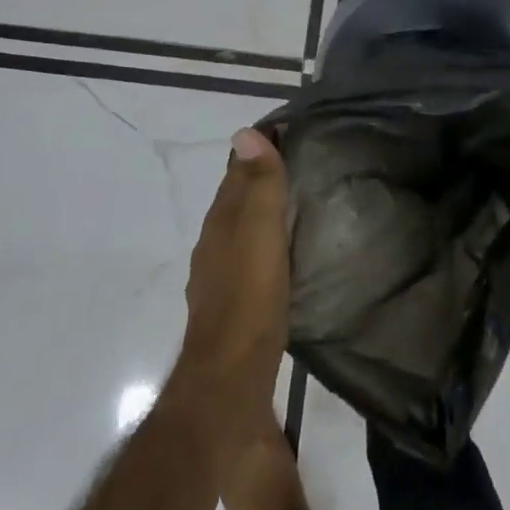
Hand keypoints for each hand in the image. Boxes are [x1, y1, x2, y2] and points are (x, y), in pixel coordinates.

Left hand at [169, 128, 290, 438]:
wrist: (230, 379)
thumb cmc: (250, 297)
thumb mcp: (260, 232)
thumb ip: (257, 184)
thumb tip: (246, 131)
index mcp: (221, 222)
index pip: (236, 172)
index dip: (256, 150)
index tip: (284, 130)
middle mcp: (214, 244)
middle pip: (235, 200)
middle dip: (256, 178)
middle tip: (295, 162)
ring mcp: (219, 277)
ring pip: (239, 231)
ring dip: (259, 213)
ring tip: (292, 205)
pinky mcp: (233, 306)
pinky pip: (247, 260)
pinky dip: (262, 246)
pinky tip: (280, 256)